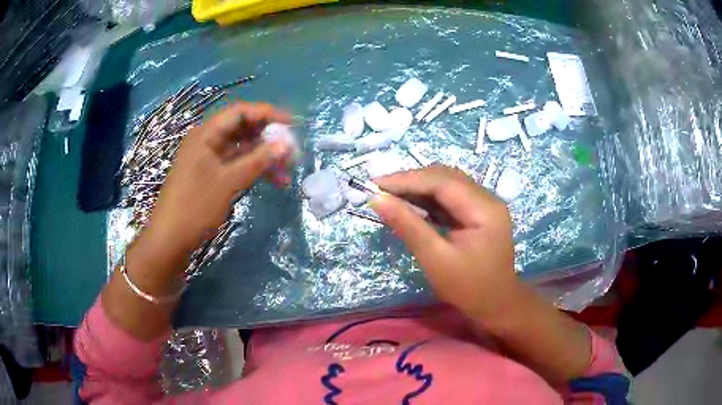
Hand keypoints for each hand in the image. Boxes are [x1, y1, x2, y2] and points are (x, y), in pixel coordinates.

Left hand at [142, 102, 292, 260]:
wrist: (170, 239)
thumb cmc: (195, 206)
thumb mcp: (228, 182)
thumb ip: (258, 161)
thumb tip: (286, 145)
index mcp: (206, 134)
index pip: (241, 112)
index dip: (268, 114)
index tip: (292, 124)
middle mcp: (207, 141)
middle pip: (243, 130)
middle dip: (268, 139)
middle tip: (291, 152)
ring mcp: (208, 159)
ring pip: (242, 149)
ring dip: (264, 158)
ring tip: (286, 172)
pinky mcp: (211, 175)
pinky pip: (236, 165)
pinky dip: (253, 170)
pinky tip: (272, 181)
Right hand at [370, 164, 519, 319]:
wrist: (495, 304)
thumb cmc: (467, 287)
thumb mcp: (435, 259)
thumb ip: (408, 226)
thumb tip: (377, 199)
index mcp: (484, 209)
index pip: (442, 181)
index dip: (407, 179)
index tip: (376, 184)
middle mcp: (487, 198)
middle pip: (445, 177)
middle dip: (412, 181)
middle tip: (381, 190)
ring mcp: (485, 203)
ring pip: (447, 184)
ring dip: (419, 187)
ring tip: (391, 196)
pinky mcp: (478, 212)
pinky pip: (450, 197)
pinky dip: (429, 198)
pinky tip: (411, 205)